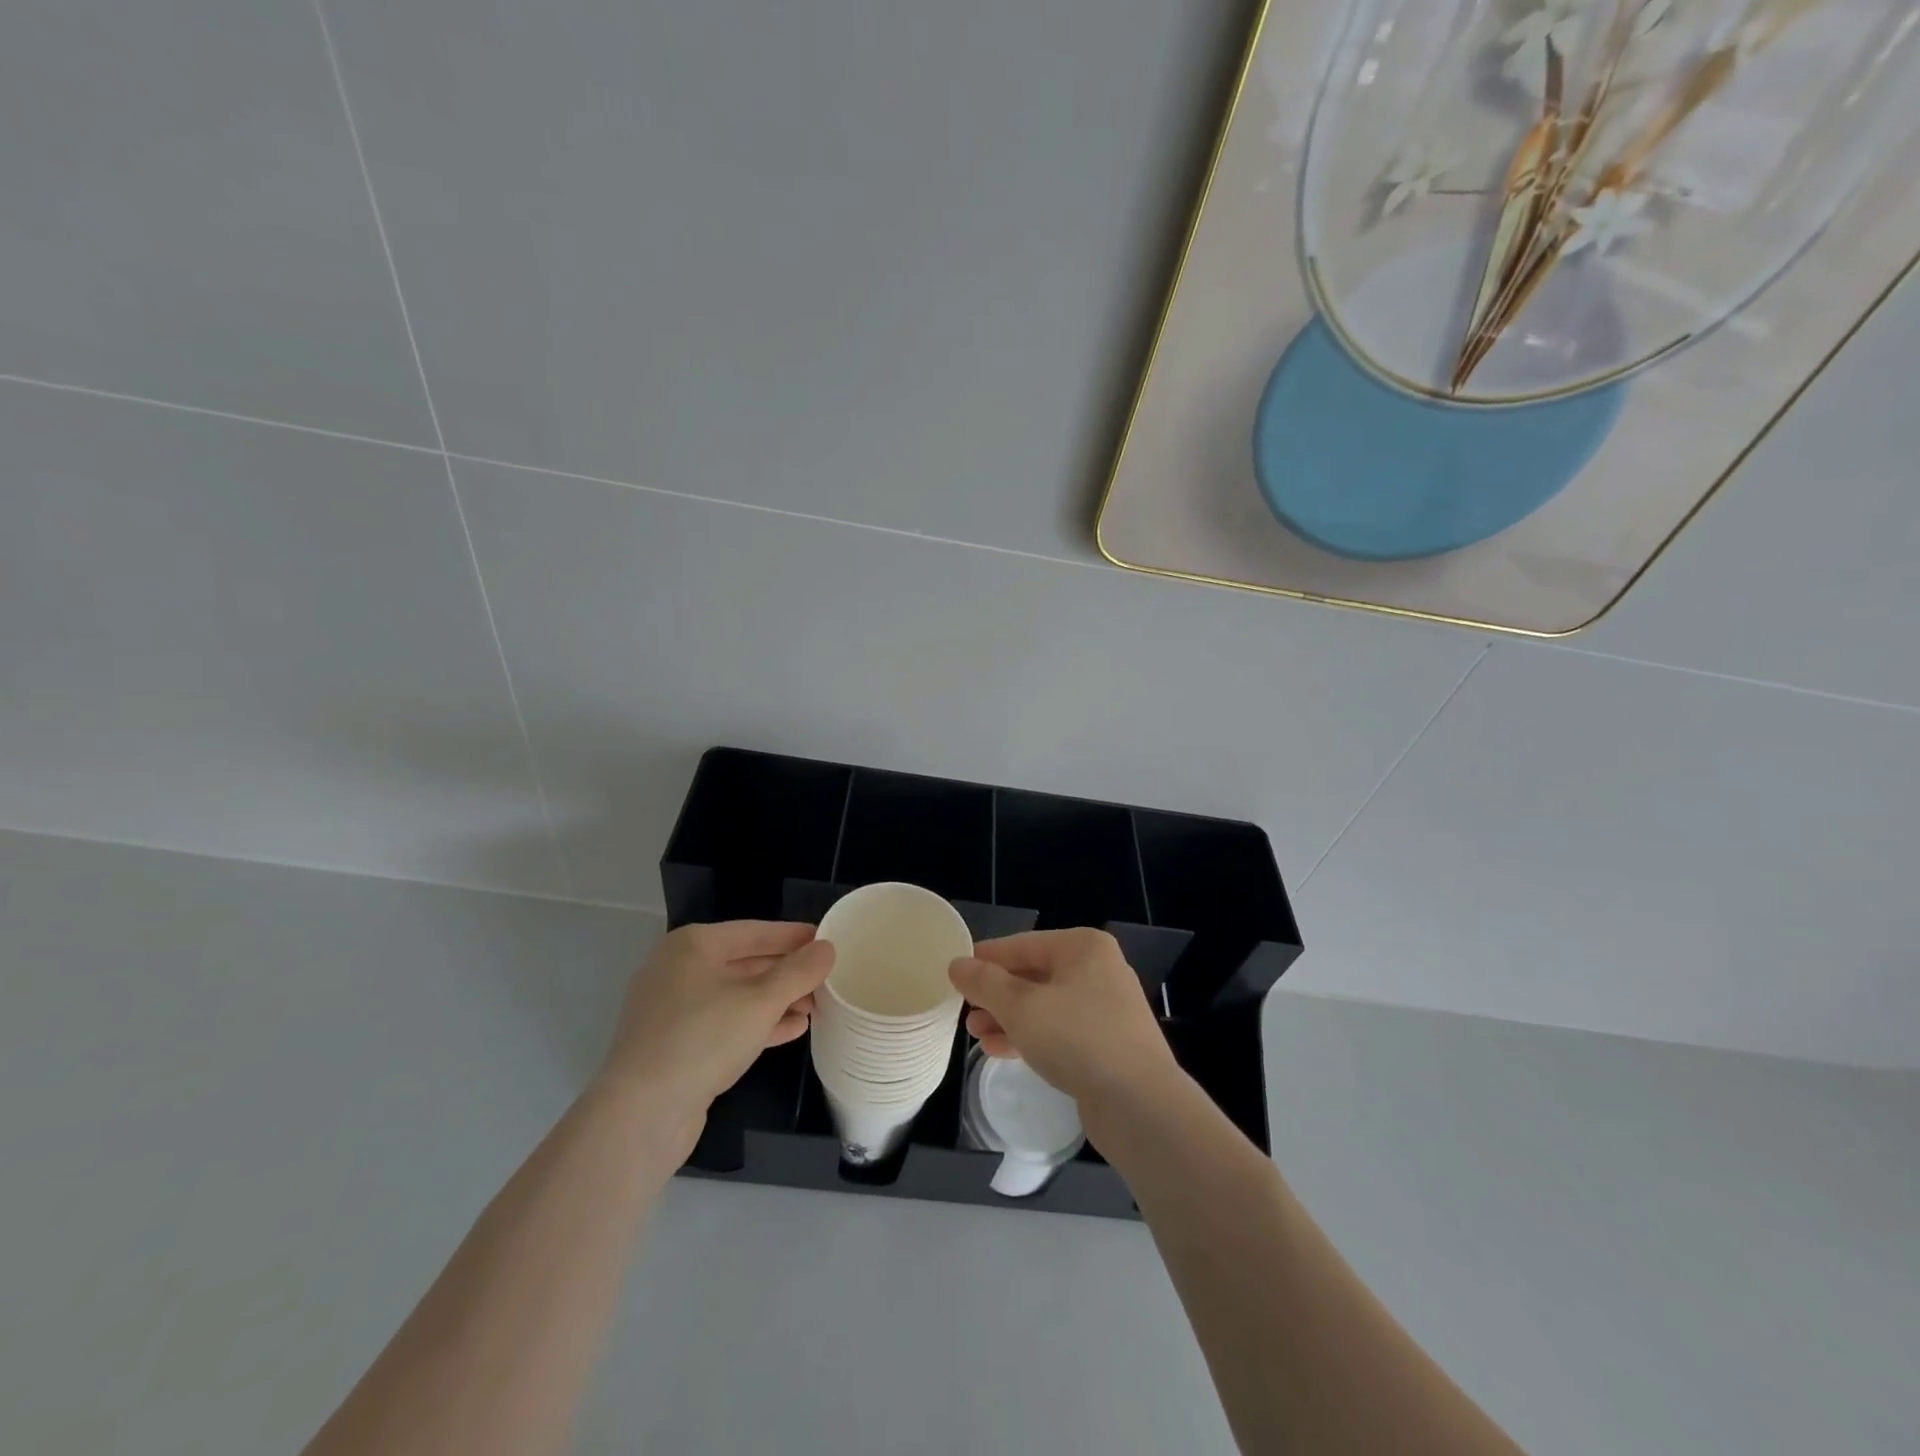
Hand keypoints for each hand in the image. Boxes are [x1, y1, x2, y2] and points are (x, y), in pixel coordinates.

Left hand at [600, 922, 833, 1131]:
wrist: (641, 1115)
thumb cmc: (703, 1039)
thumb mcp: (761, 1001)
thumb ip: (798, 972)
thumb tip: (826, 948)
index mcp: (692, 945)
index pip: (754, 931)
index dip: (793, 936)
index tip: (827, 939)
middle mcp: (678, 970)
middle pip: (745, 962)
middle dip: (786, 973)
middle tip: (826, 978)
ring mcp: (673, 1009)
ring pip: (736, 995)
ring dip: (776, 1000)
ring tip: (815, 1007)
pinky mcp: (675, 1045)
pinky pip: (724, 1023)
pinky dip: (756, 1023)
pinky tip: (791, 1030)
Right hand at [949, 929, 1181, 1114]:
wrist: (1140, 1104)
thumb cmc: (1077, 1038)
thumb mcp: (1020, 1007)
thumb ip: (984, 983)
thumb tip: (957, 964)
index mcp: (1083, 947)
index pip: (1022, 944)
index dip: (986, 958)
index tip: (955, 973)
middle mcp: (1098, 970)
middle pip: (1034, 975)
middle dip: (996, 994)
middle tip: (964, 1010)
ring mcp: (1106, 1009)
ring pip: (1045, 1006)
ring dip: (1008, 1018)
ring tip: (975, 1034)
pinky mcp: (1107, 1044)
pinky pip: (1059, 1031)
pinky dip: (1030, 1036)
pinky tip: (999, 1051)